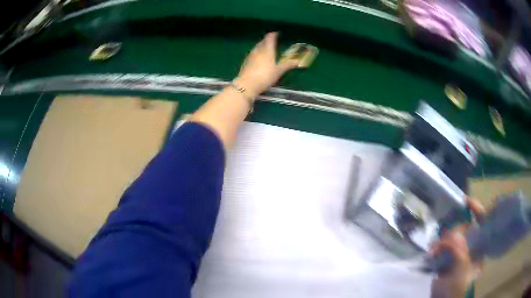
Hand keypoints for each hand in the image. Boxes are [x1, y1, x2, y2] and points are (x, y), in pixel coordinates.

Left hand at [234, 32, 298, 98]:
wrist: (247, 85)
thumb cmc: (265, 76)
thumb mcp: (279, 71)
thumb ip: (287, 65)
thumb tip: (297, 61)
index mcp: (267, 50)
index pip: (269, 38)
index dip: (273, 35)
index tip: (276, 33)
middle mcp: (258, 50)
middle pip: (262, 42)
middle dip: (266, 40)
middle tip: (271, 40)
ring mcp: (250, 56)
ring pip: (256, 48)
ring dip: (261, 46)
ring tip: (265, 48)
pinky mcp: (245, 63)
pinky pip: (252, 54)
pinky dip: (256, 53)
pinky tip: (257, 58)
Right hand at [430, 198, 485, 297]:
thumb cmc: (458, 288)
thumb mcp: (461, 269)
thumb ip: (458, 251)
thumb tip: (451, 235)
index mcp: (480, 247)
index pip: (482, 222)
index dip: (476, 210)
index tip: (465, 201)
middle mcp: (470, 247)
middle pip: (464, 229)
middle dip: (454, 230)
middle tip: (445, 238)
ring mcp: (458, 254)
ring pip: (451, 238)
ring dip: (442, 241)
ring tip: (434, 250)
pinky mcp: (447, 261)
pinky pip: (442, 249)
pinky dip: (436, 249)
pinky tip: (431, 254)